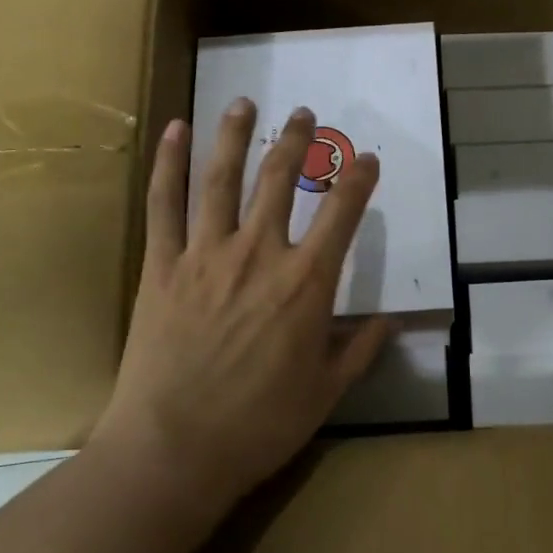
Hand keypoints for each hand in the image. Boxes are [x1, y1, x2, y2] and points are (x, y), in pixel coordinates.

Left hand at [92, 99, 388, 507]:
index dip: (359, 180)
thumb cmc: (259, 426)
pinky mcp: (162, 266)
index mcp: (305, 283)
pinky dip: (168, 163)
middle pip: (280, 179)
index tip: (367, 159)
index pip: (342, 213)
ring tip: (244, 103)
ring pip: (222, 177)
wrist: (174, 450)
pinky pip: (165, 204)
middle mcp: (259, 253)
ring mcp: (205, 254)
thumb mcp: (325, 392)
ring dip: (235, 134)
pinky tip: (173, 130)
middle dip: (297, 141)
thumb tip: (390, 321)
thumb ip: (360, 349)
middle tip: (305, 115)